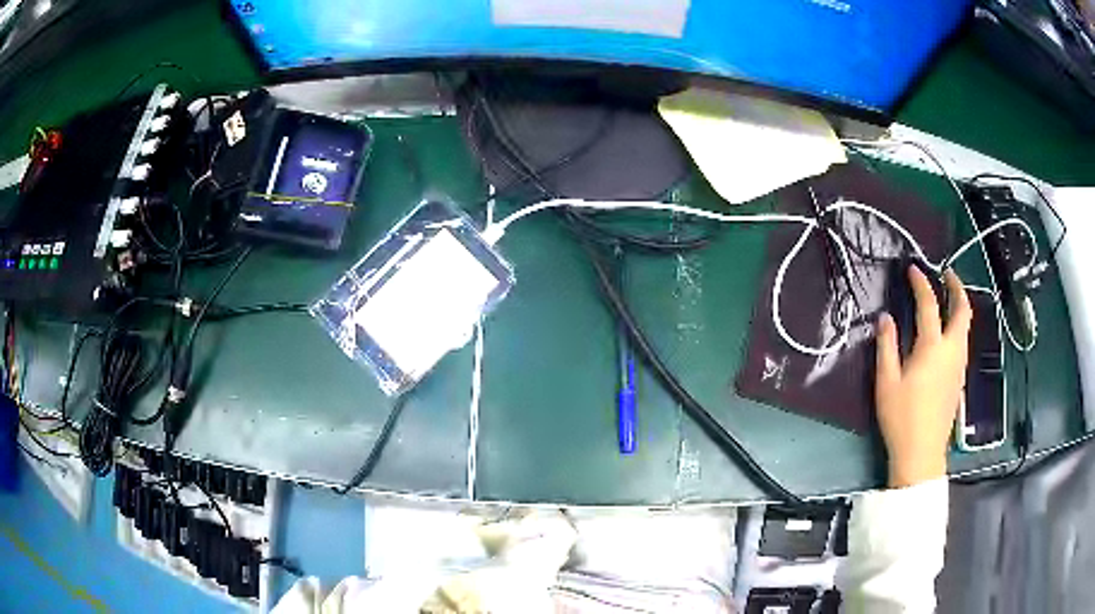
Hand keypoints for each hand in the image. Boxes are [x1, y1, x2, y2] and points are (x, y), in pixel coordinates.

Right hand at [875, 266, 971, 487]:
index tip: (913, 269)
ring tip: (948, 298)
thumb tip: (885, 318)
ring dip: (959, 306)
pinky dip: (958, 325)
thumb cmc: (901, 418)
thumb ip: (886, 346)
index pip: (929, 305)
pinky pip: (963, 341)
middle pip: (962, 311)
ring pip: (966, 326)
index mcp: (932, 348)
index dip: (921, 283)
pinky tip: (948, 332)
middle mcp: (951, 350)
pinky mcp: (959, 378)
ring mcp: (959, 365)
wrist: (922, 452)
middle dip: (956, 287)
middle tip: (946, 274)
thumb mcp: (887, 382)